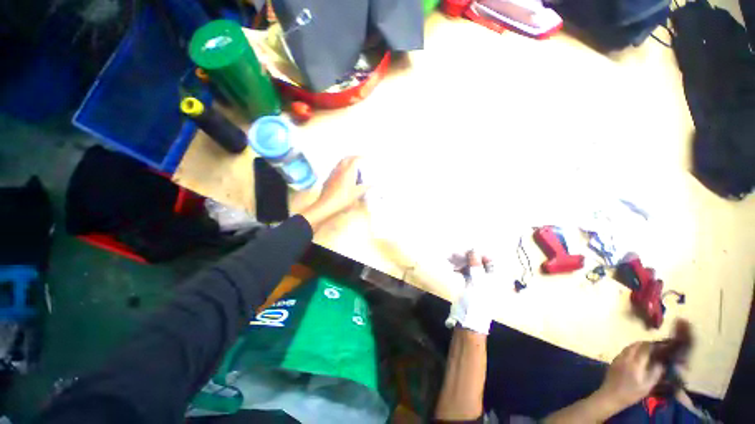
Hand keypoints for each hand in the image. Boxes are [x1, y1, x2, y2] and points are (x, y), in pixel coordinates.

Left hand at [301, 156, 366, 229]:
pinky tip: (343, 178)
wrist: (327, 205)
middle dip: (352, 158)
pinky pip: (335, 171)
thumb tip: (372, 184)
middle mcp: (339, 169)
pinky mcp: (328, 179)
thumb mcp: (357, 194)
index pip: (354, 159)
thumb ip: (365, 188)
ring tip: (352, 169)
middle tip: (358, 161)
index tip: (365, 158)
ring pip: (339, 164)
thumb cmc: (343, 198)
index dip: (360, 157)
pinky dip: (341, 170)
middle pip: (346, 159)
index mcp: (348, 171)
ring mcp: (332, 174)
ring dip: (346, 163)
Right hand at [446, 251, 496, 334]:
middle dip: (467, 257)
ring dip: (462, 262)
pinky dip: (460, 269)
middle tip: (455, 254)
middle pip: (479, 263)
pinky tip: (454, 269)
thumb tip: (473, 250)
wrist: (468, 320)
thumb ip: (475, 265)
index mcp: (497, 278)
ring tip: (451, 260)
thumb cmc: (476, 301)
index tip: (466, 250)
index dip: (478, 254)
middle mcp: (490, 278)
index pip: (490, 260)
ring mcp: (481, 282)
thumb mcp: (477, 281)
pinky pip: (467, 272)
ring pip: (472, 267)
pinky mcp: (472, 285)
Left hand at [596, 342, 663, 409]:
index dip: (654, 345)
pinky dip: (632, 349)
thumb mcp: (647, 386)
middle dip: (646, 344)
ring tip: (648, 349)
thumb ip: (655, 373)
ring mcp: (618, 358)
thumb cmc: (631, 393)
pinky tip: (637, 355)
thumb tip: (662, 363)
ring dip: (638, 345)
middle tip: (655, 346)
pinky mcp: (614, 360)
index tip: (662, 345)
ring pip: (629, 346)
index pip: (645, 348)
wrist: (610, 395)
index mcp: (635, 363)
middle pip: (636, 345)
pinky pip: (624, 351)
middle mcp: (626, 357)